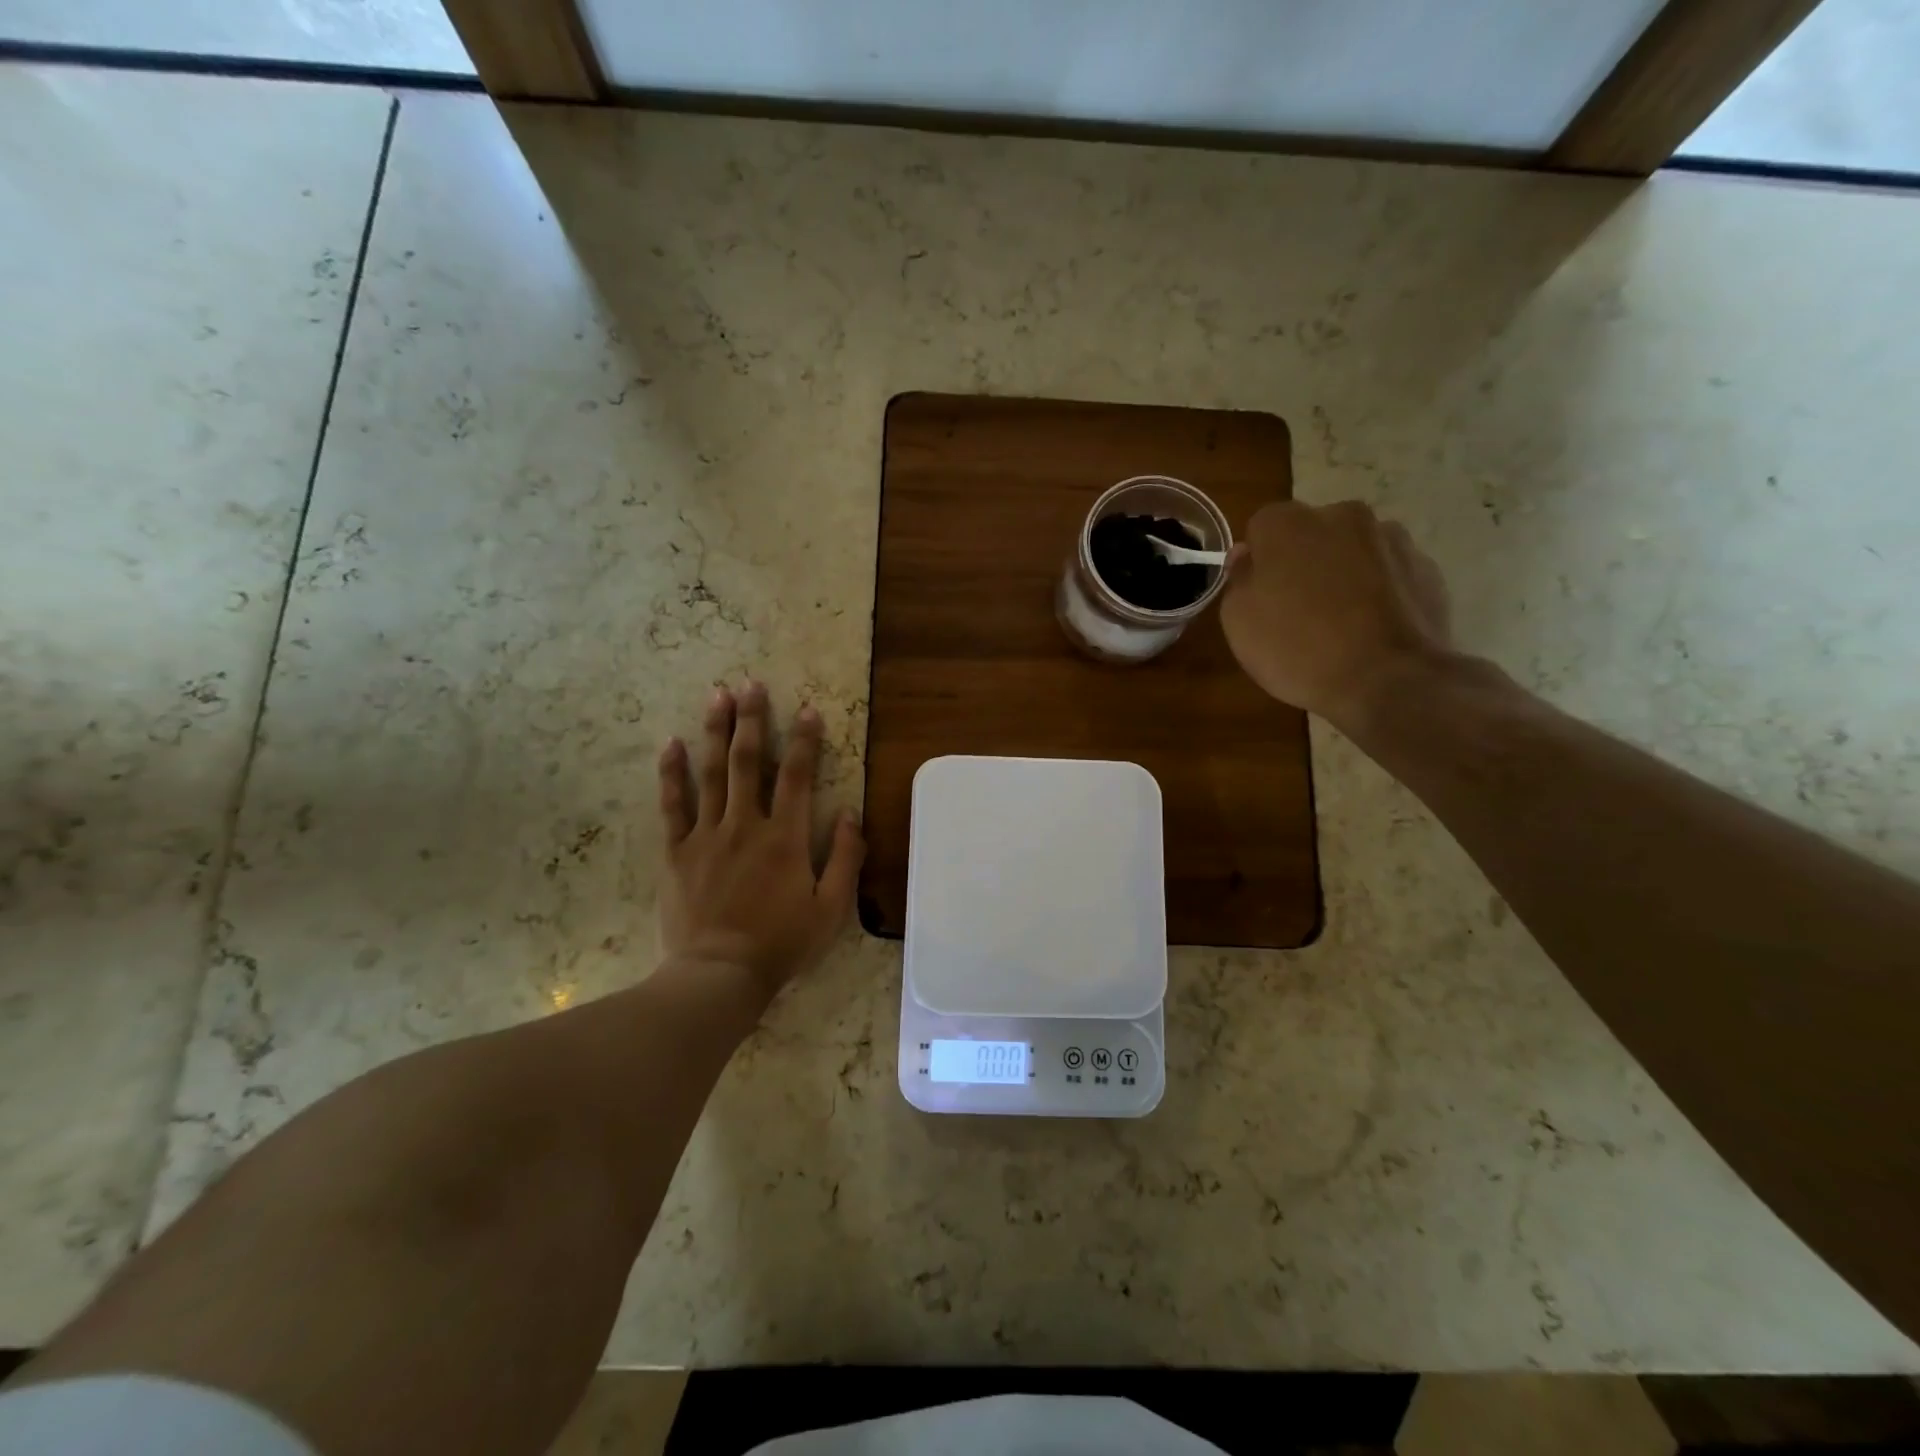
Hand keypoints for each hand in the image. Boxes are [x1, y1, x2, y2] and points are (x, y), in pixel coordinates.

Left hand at [657, 682, 863, 992]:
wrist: (718, 975)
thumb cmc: (781, 944)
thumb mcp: (831, 909)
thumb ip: (846, 858)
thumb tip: (851, 813)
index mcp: (786, 838)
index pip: (799, 776)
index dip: (806, 740)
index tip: (808, 709)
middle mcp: (746, 825)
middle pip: (750, 762)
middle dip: (752, 720)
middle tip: (751, 684)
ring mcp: (707, 836)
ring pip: (712, 773)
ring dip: (716, 732)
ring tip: (717, 695)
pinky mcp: (677, 852)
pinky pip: (673, 805)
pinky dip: (672, 773)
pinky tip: (671, 744)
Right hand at [1219, 500, 1453, 725]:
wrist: (1388, 679)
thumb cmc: (1297, 648)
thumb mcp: (1239, 622)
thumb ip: (1239, 579)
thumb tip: (1248, 556)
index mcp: (1288, 523)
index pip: (1262, 527)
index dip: (1259, 562)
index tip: (1260, 595)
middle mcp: (1342, 516)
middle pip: (1312, 533)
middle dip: (1304, 561)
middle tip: (1298, 610)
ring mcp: (1391, 539)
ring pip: (1354, 550)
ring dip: (1344, 573)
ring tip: (1341, 623)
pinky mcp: (1426, 567)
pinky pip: (1388, 573)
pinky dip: (1379, 592)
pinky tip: (1371, 629)